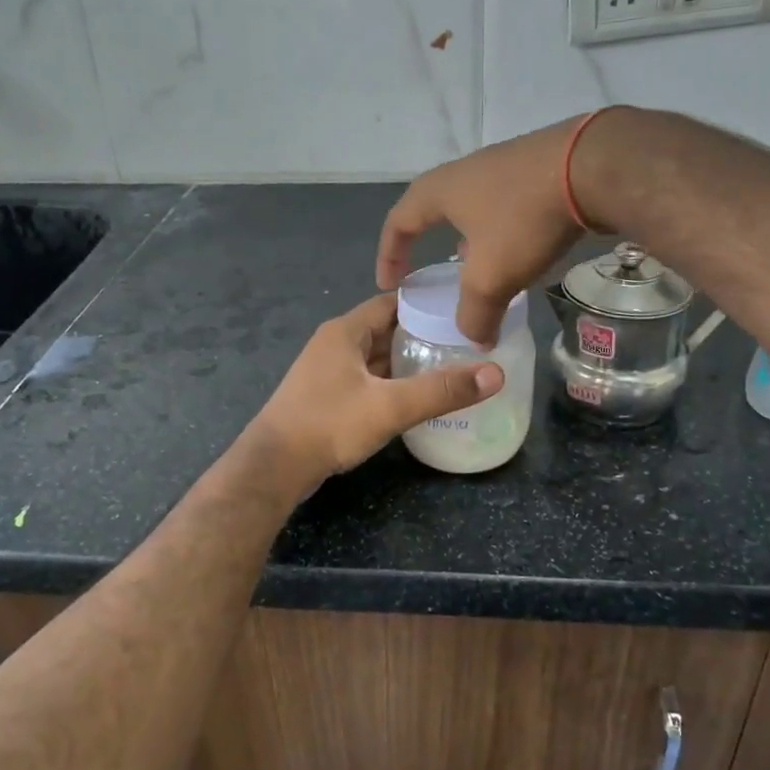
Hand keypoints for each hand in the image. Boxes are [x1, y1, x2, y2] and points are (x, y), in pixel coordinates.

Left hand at [250, 294, 502, 488]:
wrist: (274, 467)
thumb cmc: (328, 425)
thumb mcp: (389, 407)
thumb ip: (441, 390)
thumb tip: (495, 373)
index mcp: (345, 331)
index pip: (393, 302)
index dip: (428, 304)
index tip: (463, 312)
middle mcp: (335, 343)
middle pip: (386, 329)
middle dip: (423, 335)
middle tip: (466, 343)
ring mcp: (328, 371)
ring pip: (376, 357)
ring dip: (407, 361)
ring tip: (450, 368)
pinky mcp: (326, 396)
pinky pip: (366, 379)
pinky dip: (391, 382)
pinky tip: (414, 396)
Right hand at [376, 116, 601, 344]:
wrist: (593, 168)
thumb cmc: (524, 220)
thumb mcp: (491, 277)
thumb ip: (475, 314)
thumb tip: (476, 339)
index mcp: (438, 191)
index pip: (398, 223)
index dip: (389, 256)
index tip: (390, 285)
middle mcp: (463, 172)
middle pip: (433, 211)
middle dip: (429, 246)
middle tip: (432, 276)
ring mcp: (500, 165)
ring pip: (472, 209)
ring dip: (468, 240)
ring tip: (477, 269)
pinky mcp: (534, 168)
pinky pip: (503, 204)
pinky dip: (500, 232)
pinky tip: (520, 250)